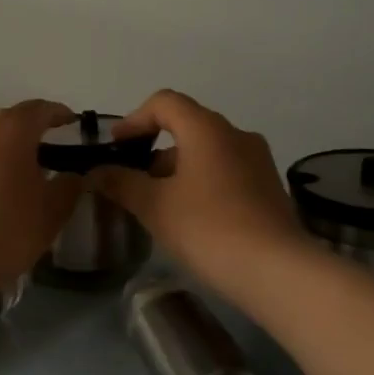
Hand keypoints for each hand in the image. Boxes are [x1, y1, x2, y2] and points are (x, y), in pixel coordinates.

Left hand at [0, 100, 81, 292]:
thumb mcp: (49, 215)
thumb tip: (73, 176)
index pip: (40, 110)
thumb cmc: (1, 230)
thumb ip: (67, 189)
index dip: (57, 115)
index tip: (69, 122)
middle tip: (38, 165)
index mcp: (10, 129)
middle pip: (5, 125)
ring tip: (2, 189)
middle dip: (23, 140)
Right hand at [96, 90, 308, 303]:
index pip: (165, 102)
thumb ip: (121, 183)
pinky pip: (226, 171)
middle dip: (154, 148)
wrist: (278, 272)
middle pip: (187, 125)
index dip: (134, 119)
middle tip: (131, 179)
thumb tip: (95, 172)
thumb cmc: (209, 228)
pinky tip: (189, 217)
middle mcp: (236, 135)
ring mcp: (257, 161)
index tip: (117, 147)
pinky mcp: (269, 187)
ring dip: (177, 168)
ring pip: (207, 151)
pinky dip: (201, 182)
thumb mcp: (154, 206)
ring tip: (157, 203)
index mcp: (207, 128)